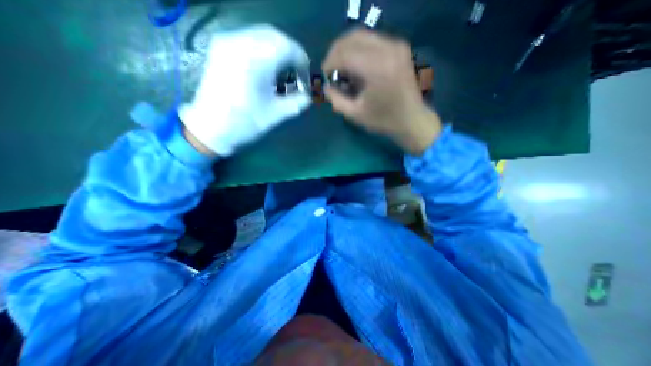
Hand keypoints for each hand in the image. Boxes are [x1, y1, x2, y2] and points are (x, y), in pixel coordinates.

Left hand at [177, 24, 309, 155]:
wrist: (210, 128)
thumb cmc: (244, 122)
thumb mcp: (276, 114)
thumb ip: (297, 102)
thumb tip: (308, 96)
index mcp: (254, 60)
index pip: (287, 47)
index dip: (301, 60)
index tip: (305, 77)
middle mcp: (239, 42)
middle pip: (275, 36)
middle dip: (290, 53)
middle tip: (297, 73)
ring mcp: (227, 42)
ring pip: (261, 35)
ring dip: (278, 51)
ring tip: (283, 72)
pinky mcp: (221, 48)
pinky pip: (249, 39)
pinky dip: (264, 50)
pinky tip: (267, 68)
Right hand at [321, 28, 442, 153]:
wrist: (413, 120)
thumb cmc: (384, 120)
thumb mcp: (355, 114)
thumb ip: (336, 99)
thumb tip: (325, 87)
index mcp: (377, 68)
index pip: (344, 53)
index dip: (329, 63)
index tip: (324, 76)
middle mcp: (388, 49)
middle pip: (352, 38)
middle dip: (336, 53)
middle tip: (330, 70)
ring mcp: (396, 45)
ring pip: (362, 35)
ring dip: (346, 50)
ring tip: (342, 69)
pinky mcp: (399, 48)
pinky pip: (372, 40)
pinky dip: (359, 50)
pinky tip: (356, 66)